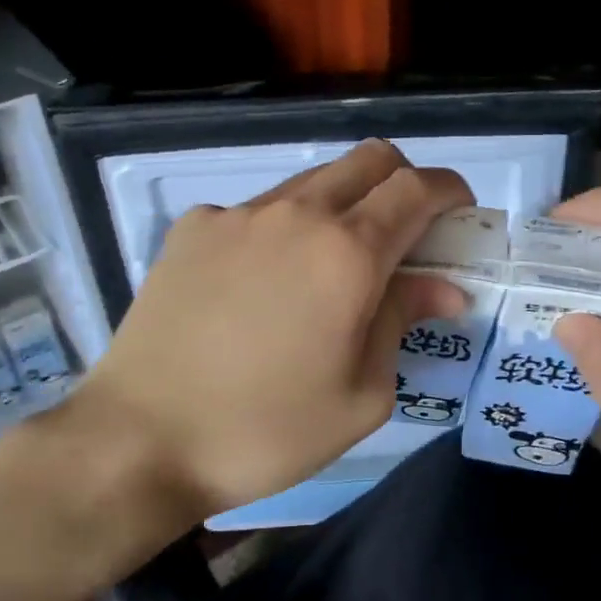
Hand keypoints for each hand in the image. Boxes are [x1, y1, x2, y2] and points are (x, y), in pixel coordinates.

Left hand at [71, 140, 471, 516]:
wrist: (140, 439)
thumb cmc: (266, 430)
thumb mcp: (361, 394)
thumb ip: (403, 322)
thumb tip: (442, 287)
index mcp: (347, 253)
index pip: (417, 188)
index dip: (450, 193)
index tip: (460, 216)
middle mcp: (296, 214)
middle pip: (370, 160)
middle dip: (404, 184)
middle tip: (406, 236)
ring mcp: (238, 215)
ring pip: (313, 182)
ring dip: (344, 205)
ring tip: (332, 267)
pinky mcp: (193, 228)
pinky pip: (258, 209)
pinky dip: (284, 228)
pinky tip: (264, 283)